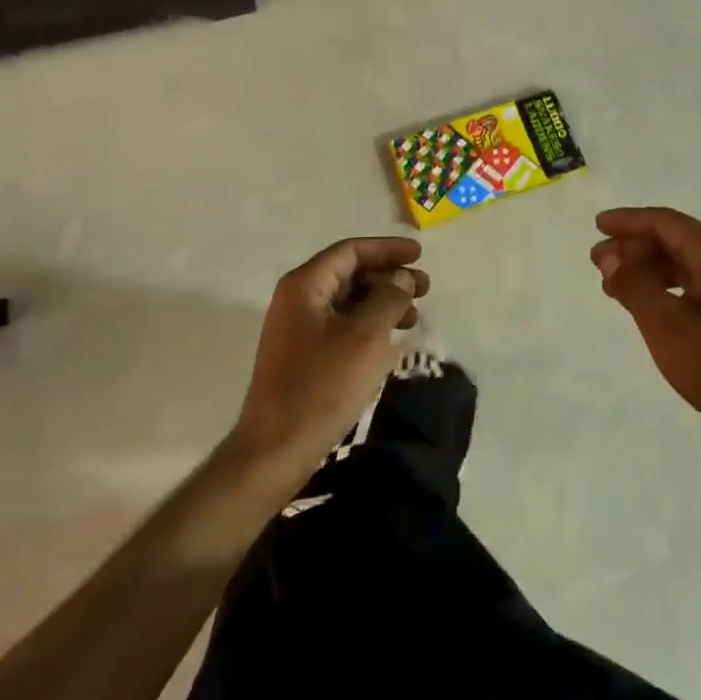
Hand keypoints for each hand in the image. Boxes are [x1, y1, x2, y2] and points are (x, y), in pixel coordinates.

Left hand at [232, 237, 427, 479]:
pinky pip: (342, 326)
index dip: (387, 249)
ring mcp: (297, 330)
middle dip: (389, 277)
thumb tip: (402, 277)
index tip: (420, 255)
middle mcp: (297, 300)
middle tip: (425, 289)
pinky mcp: (302, 357)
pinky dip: (369, 325)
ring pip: (348, 301)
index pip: (350, 251)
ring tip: (414, 317)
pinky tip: (391, 340)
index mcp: (305, 286)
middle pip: (349, 273)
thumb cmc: (322, 386)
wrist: (275, 450)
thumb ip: (389, 298)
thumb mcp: (366, 336)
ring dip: (382, 302)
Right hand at [592, 208, 700, 438]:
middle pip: (673, 239)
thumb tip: (609, 258)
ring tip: (611, 284)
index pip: (666, 222)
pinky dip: (661, 286)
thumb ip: (633, 284)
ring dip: (644, 268)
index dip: (629, 221)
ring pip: (681, 262)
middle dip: (633, 246)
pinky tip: (642, 301)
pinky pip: (690, 283)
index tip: (598, 226)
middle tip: (597, 261)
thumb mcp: (664, 322)